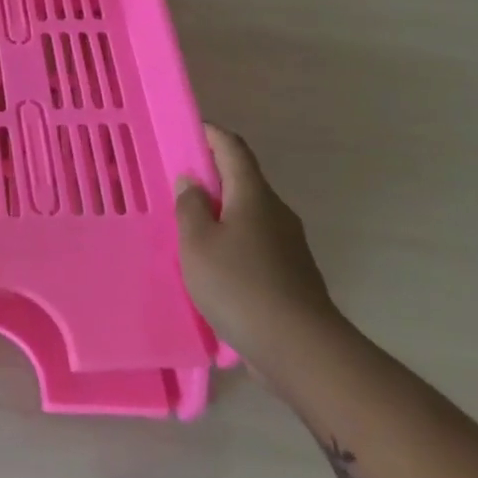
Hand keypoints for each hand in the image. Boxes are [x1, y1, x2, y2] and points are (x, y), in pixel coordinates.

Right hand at [178, 124, 346, 378]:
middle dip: (212, 177)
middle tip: (177, 186)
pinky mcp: (291, 274)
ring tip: (188, 229)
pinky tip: (213, 265)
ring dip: (221, 214)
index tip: (190, 130)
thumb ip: (190, 208)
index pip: (234, 149)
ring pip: (248, 215)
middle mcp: (276, 212)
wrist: (299, 348)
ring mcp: (288, 244)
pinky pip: (255, 243)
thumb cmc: (239, 285)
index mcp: (253, 196)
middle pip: (243, 182)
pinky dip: (232, 242)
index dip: (212, 135)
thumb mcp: (197, 243)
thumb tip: (192, 182)